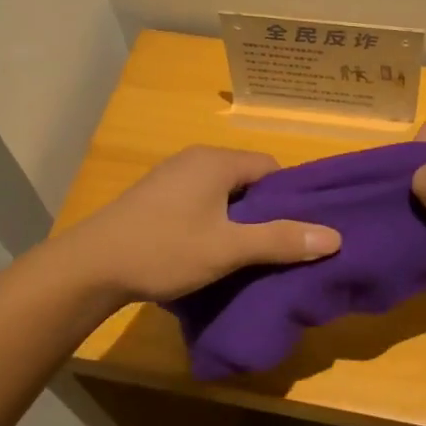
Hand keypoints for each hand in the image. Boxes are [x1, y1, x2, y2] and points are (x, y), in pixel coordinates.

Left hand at [59, 146, 341, 302]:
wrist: (91, 266)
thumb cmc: (164, 250)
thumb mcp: (228, 249)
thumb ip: (280, 240)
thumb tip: (334, 237)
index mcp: (216, 161)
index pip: (272, 168)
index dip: (290, 198)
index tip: (298, 230)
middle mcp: (195, 159)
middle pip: (248, 179)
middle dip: (265, 211)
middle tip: (278, 247)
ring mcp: (171, 177)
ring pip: (223, 193)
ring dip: (238, 219)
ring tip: (248, 253)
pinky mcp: (155, 197)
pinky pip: (200, 201)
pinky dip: (214, 221)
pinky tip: (211, 250)